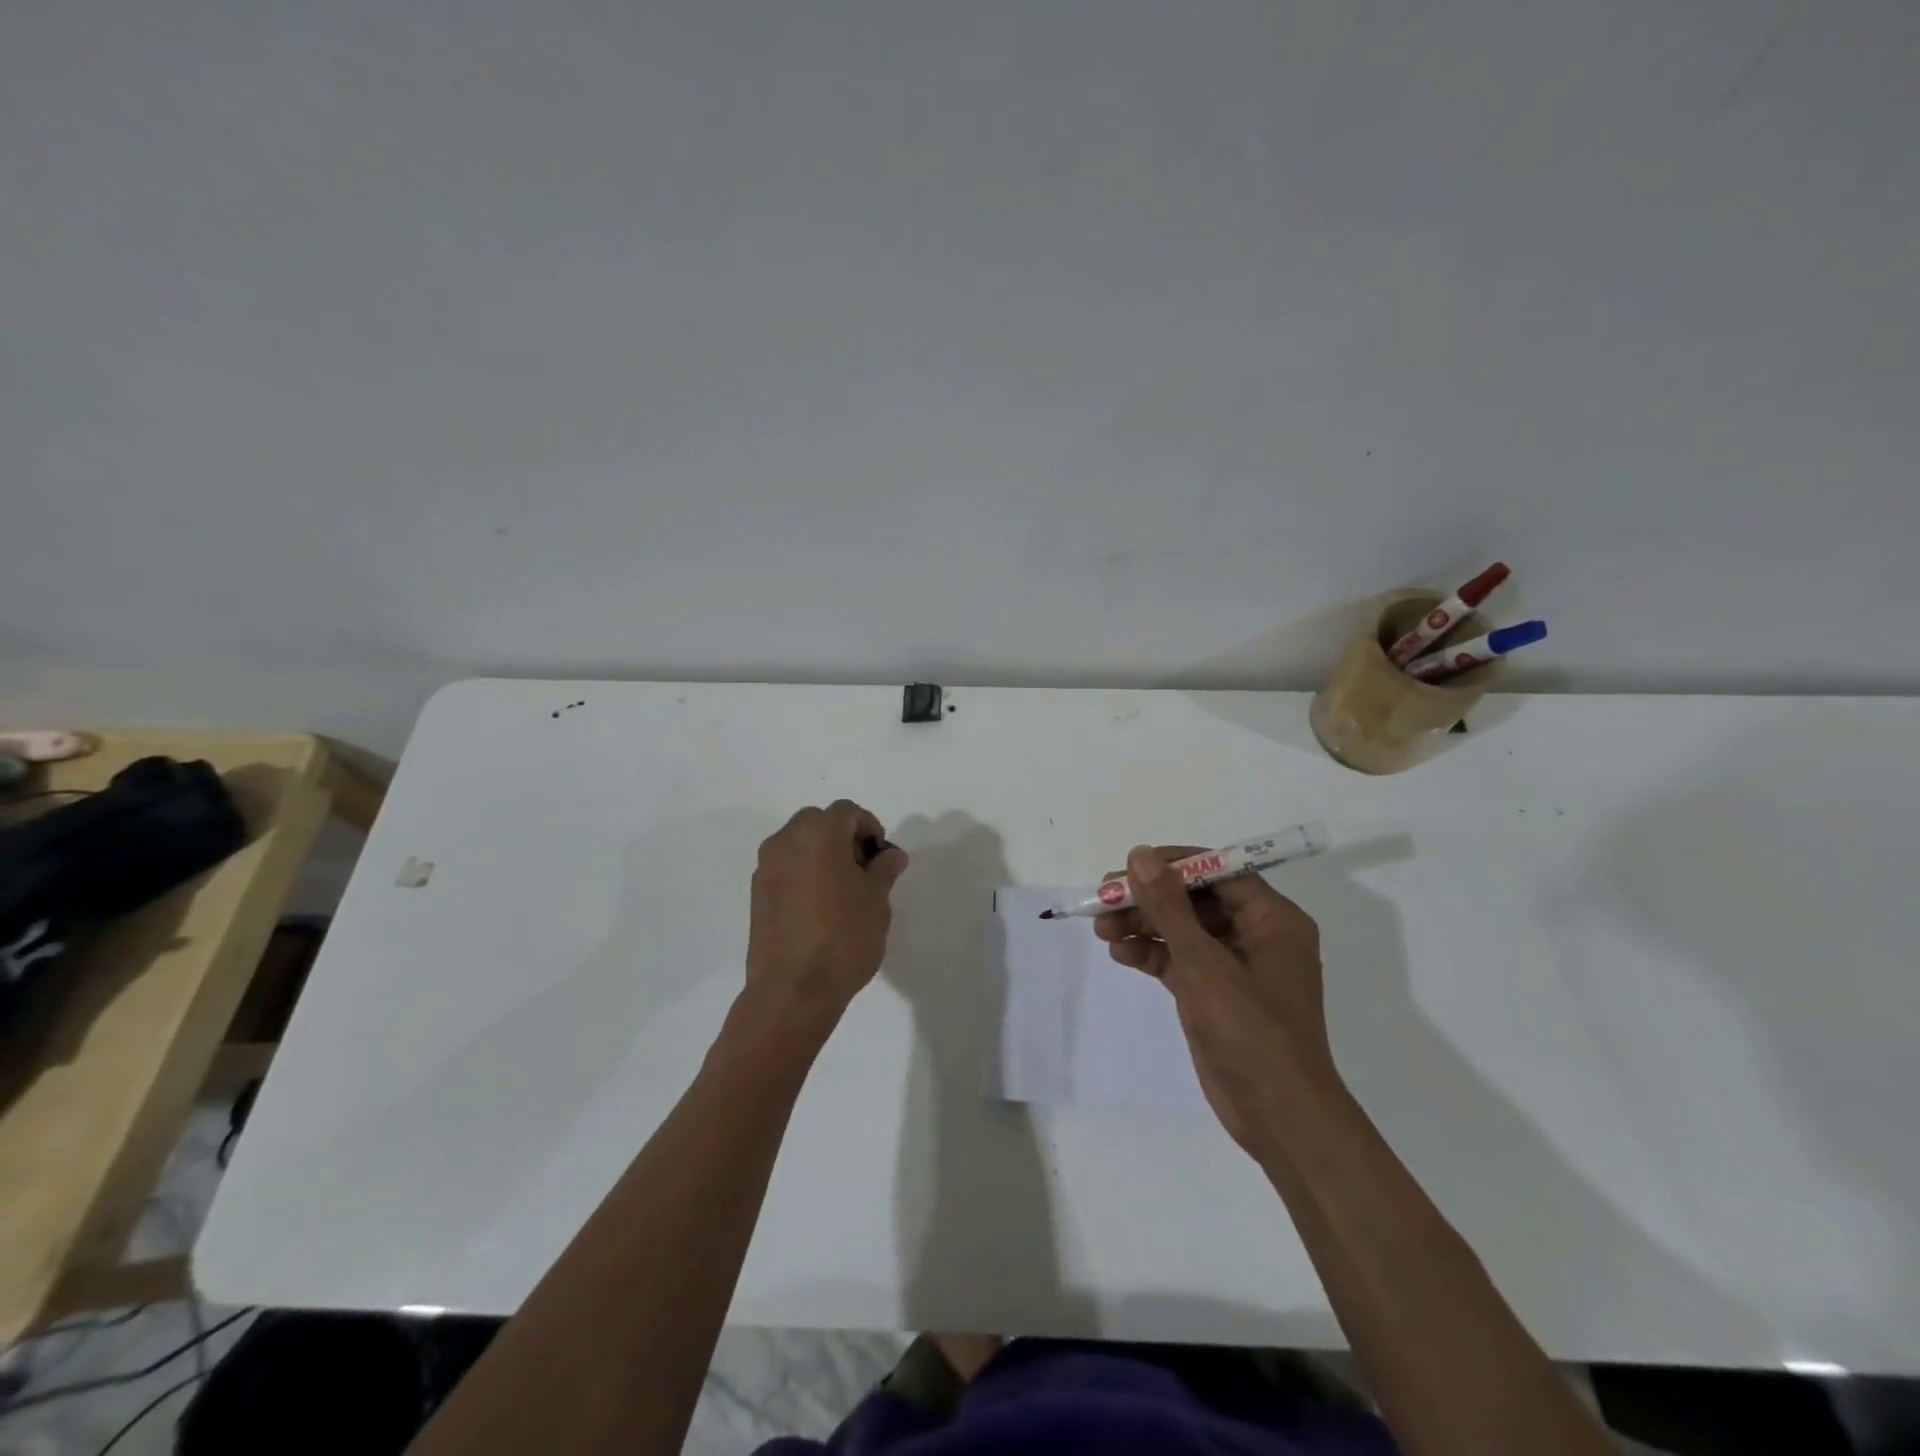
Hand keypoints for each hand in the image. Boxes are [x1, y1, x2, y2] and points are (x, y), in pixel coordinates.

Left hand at [744, 801, 908, 1034]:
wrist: (793, 990)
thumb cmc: (843, 937)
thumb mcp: (877, 900)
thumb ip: (884, 868)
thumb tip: (890, 854)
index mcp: (817, 833)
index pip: (847, 812)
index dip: (870, 828)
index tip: (882, 859)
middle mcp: (785, 841)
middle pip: (819, 822)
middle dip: (844, 838)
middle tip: (863, 871)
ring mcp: (766, 868)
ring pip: (799, 844)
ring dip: (822, 855)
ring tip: (843, 891)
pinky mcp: (757, 894)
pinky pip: (786, 868)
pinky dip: (804, 874)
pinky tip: (820, 908)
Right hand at [1095, 846, 1340, 1158]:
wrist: (1279, 1119)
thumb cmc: (1251, 1031)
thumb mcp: (1204, 963)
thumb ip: (1169, 907)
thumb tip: (1140, 854)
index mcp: (1273, 919)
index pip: (1218, 872)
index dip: (1172, 865)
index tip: (1129, 867)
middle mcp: (1257, 936)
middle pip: (1195, 900)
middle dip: (1149, 900)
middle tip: (1103, 899)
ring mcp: (1235, 968)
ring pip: (1182, 931)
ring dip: (1143, 926)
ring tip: (1101, 929)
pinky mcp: (1216, 995)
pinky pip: (1179, 961)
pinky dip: (1151, 955)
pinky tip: (1120, 954)